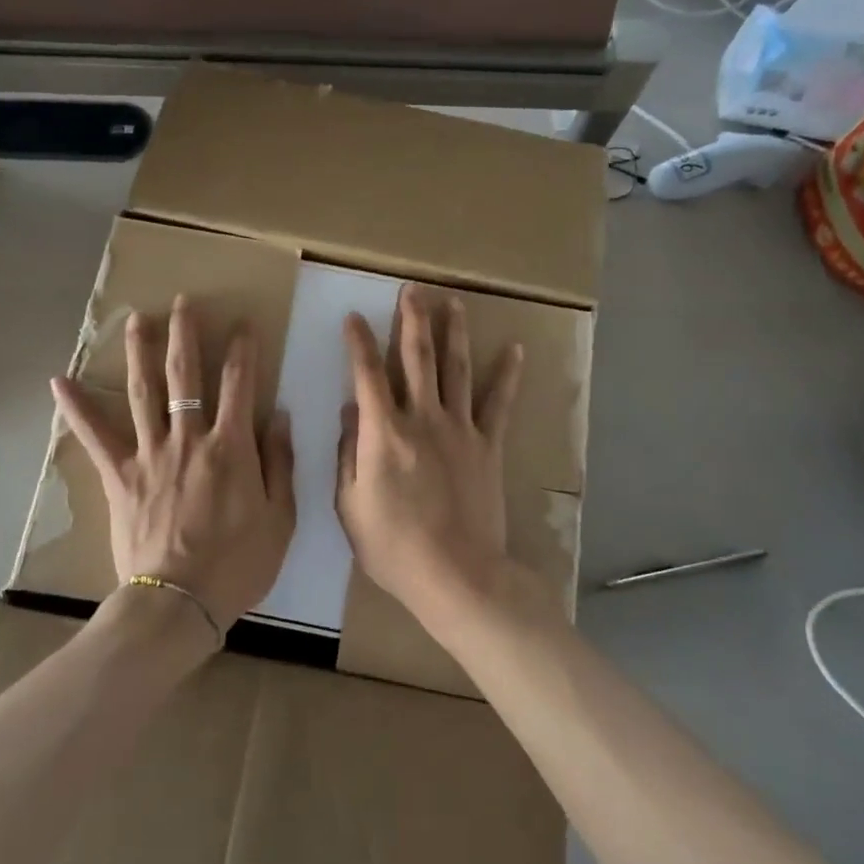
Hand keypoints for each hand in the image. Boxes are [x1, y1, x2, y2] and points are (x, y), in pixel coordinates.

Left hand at [52, 295, 294, 635]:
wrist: (180, 603)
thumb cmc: (238, 564)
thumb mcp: (280, 517)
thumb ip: (279, 462)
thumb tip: (279, 415)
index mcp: (231, 447)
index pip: (239, 384)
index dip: (243, 350)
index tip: (242, 324)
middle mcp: (189, 438)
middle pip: (186, 375)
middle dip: (185, 334)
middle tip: (182, 302)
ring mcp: (150, 454)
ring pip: (143, 391)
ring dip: (139, 352)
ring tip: (135, 319)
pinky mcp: (120, 476)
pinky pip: (96, 437)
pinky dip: (77, 409)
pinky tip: (59, 382)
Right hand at [335, 285, 523, 630]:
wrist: (457, 574)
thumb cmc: (393, 546)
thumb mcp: (350, 505)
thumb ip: (348, 454)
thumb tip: (350, 412)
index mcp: (383, 433)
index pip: (367, 375)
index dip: (359, 343)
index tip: (354, 318)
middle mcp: (422, 419)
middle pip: (417, 358)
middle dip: (412, 320)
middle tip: (412, 289)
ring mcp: (460, 429)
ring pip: (456, 369)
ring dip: (453, 333)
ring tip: (453, 303)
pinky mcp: (488, 445)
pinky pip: (499, 403)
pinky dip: (507, 375)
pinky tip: (514, 349)